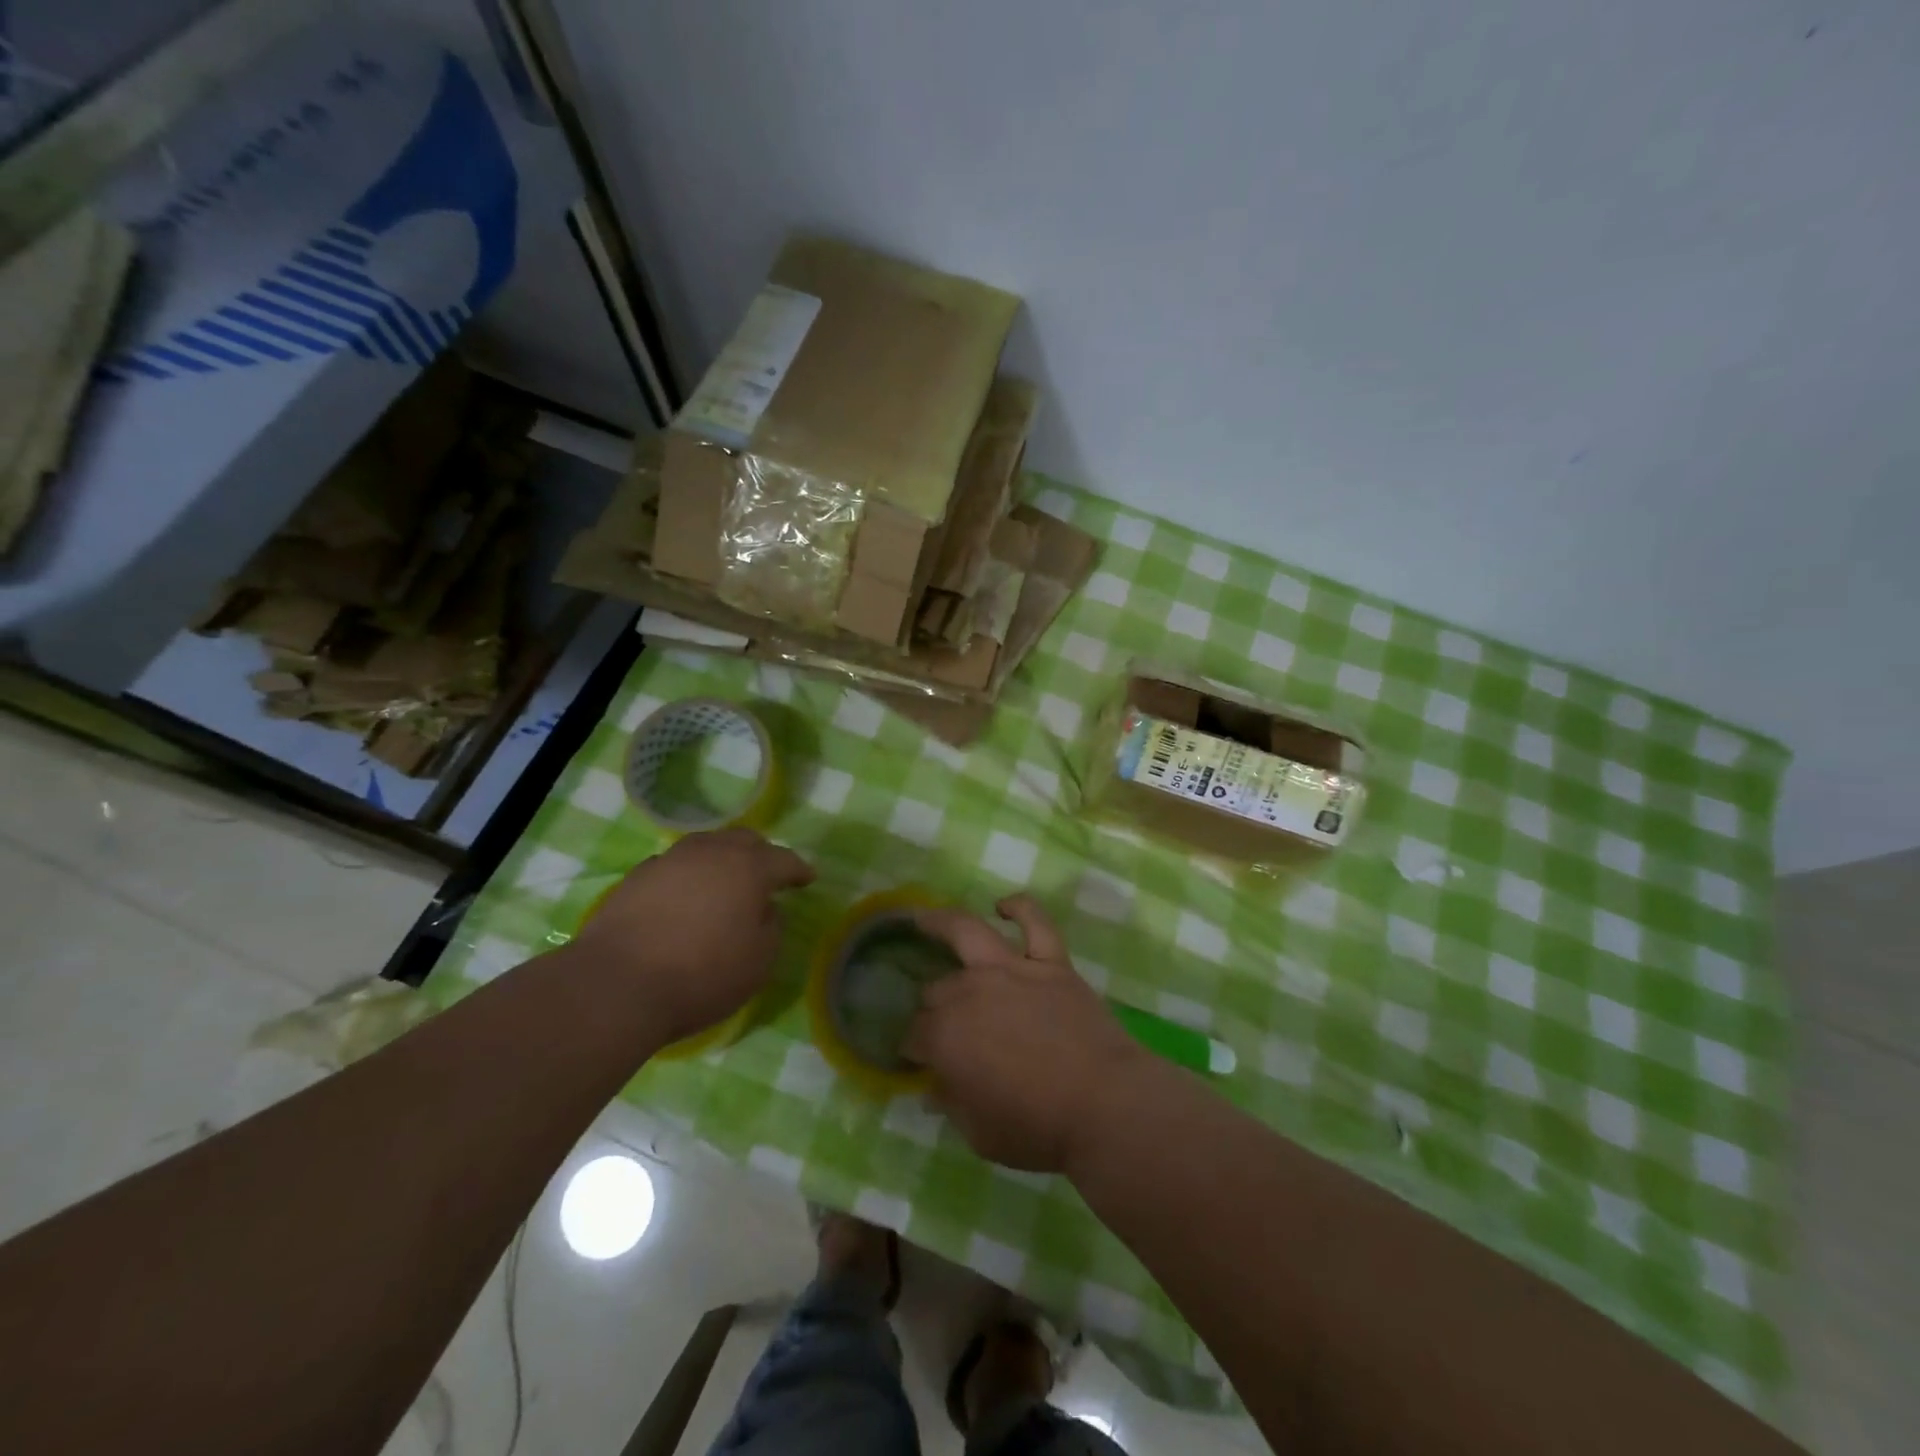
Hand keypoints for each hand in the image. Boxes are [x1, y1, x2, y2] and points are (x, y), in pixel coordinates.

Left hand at [567, 828, 813, 1046]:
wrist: (616, 984)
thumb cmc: (702, 974)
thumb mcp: (759, 961)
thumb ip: (772, 927)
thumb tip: (763, 909)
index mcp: (748, 867)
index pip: (784, 859)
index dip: (799, 870)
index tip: (808, 879)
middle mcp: (710, 852)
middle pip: (743, 840)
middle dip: (761, 854)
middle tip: (767, 874)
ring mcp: (669, 860)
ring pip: (706, 846)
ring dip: (722, 859)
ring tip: (725, 881)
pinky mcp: (636, 877)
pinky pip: (676, 866)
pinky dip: (690, 875)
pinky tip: (686, 896)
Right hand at [907, 895, 1148, 1172]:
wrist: (1104, 1106)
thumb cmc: (1038, 1128)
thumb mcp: (979, 1134)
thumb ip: (951, 1104)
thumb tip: (934, 1089)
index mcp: (945, 1036)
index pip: (914, 1035)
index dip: (912, 1049)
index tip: (917, 1061)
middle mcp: (970, 992)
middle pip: (936, 990)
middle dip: (930, 1007)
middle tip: (940, 1025)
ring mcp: (1012, 969)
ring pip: (967, 933)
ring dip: (941, 923)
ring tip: (925, 919)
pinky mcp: (1051, 962)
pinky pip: (1035, 923)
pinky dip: (1020, 908)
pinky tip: (1004, 906)